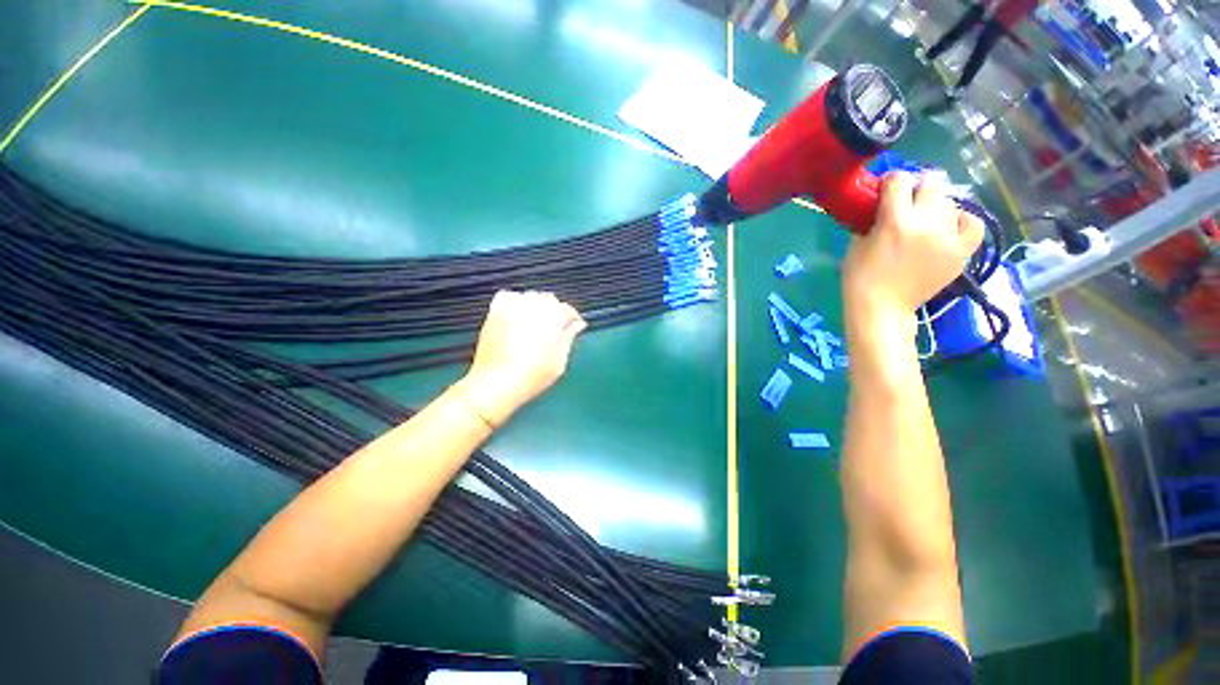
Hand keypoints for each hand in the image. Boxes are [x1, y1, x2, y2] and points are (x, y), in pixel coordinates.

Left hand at [457, 290, 587, 426]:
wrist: (495, 383)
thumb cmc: (531, 377)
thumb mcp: (559, 362)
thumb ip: (569, 337)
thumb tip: (577, 324)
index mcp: (552, 319)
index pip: (568, 310)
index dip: (573, 318)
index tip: (574, 326)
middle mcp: (533, 307)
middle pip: (551, 300)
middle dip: (556, 312)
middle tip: (555, 329)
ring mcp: (513, 306)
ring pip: (532, 297)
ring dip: (537, 306)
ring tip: (536, 324)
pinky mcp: (495, 310)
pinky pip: (510, 296)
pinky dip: (517, 302)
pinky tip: (518, 317)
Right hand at [843, 171, 983, 319]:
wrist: (883, 308)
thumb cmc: (860, 278)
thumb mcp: (856, 244)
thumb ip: (871, 219)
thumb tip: (880, 204)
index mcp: (895, 221)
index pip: (899, 180)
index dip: (890, 181)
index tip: (884, 189)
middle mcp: (927, 223)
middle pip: (932, 182)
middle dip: (917, 187)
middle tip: (906, 201)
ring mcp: (949, 237)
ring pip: (950, 202)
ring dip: (935, 205)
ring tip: (924, 219)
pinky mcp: (962, 251)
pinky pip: (972, 222)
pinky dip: (961, 220)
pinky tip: (948, 227)